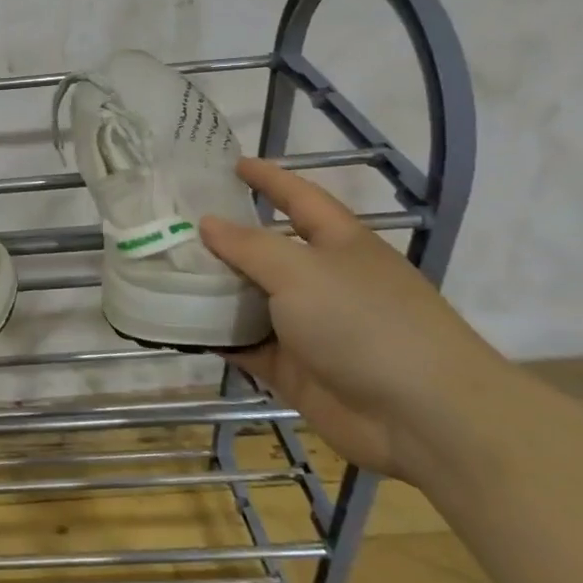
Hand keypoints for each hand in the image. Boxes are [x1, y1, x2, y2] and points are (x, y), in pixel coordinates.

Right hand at [199, 159, 504, 482]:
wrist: (423, 418)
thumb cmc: (365, 323)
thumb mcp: (301, 271)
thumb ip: (248, 246)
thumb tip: (208, 223)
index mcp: (339, 244)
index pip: (298, 198)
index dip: (267, 179)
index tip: (230, 163)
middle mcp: (323, 280)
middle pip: (265, 250)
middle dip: (222, 239)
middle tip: (170, 224)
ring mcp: (308, 327)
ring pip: (249, 299)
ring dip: (211, 290)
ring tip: (160, 272)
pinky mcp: (294, 368)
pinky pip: (245, 344)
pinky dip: (216, 336)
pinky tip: (177, 326)